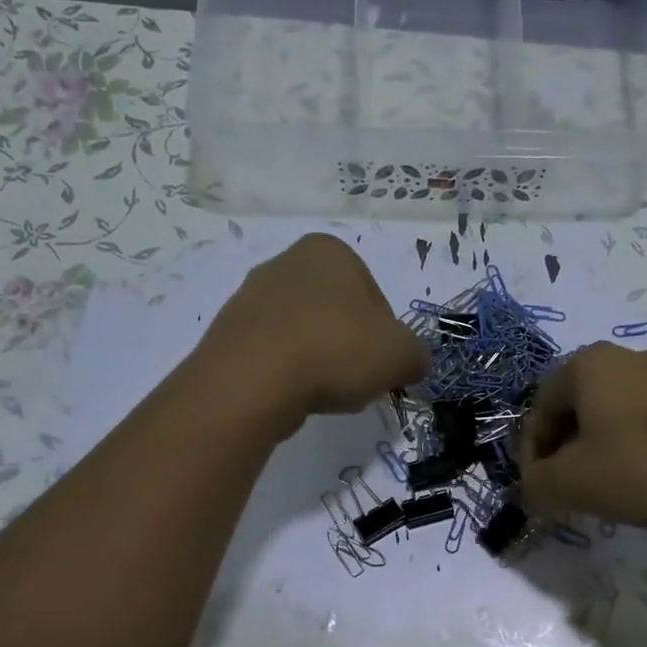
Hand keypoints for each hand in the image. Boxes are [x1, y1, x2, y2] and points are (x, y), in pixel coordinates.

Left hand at [197, 234, 428, 432]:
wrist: (252, 381)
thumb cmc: (334, 351)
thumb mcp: (401, 355)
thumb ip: (416, 355)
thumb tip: (411, 364)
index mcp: (330, 251)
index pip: (376, 298)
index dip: (387, 338)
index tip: (383, 366)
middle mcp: (286, 262)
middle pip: (339, 315)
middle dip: (352, 348)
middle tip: (357, 382)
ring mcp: (251, 296)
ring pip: (307, 335)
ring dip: (321, 362)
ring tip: (323, 393)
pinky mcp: (229, 332)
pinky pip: (276, 354)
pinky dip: (290, 374)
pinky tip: (293, 396)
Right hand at [517, 343, 646, 525]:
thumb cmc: (640, 467)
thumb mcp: (572, 482)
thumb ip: (536, 483)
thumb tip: (531, 485)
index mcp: (587, 365)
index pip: (538, 409)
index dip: (531, 453)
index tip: (537, 487)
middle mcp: (624, 357)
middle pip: (575, 407)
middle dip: (563, 449)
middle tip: (566, 487)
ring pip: (610, 412)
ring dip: (596, 448)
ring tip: (603, 485)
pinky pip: (644, 417)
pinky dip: (630, 444)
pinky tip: (640, 475)